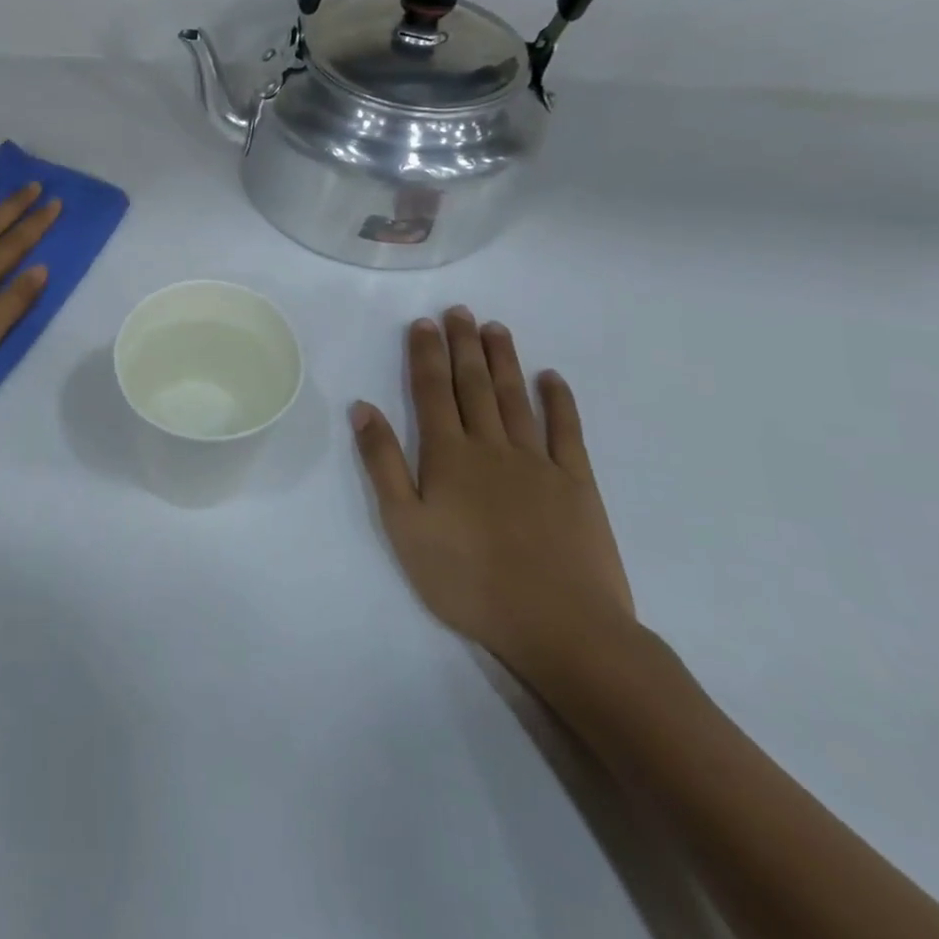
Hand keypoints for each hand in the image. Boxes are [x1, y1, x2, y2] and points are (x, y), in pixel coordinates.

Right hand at [350, 307, 634, 679]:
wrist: (560, 627)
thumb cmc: (467, 579)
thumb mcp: (404, 525)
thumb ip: (382, 463)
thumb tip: (362, 408)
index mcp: (447, 455)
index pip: (431, 391)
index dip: (425, 355)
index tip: (423, 323)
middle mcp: (491, 446)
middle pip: (473, 385)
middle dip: (463, 345)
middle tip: (459, 311)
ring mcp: (538, 462)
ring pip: (515, 398)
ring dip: (503, 360)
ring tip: (495, 328)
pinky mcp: (576, 484)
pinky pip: (567, 431)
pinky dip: (559, 401)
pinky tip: (551, 378)